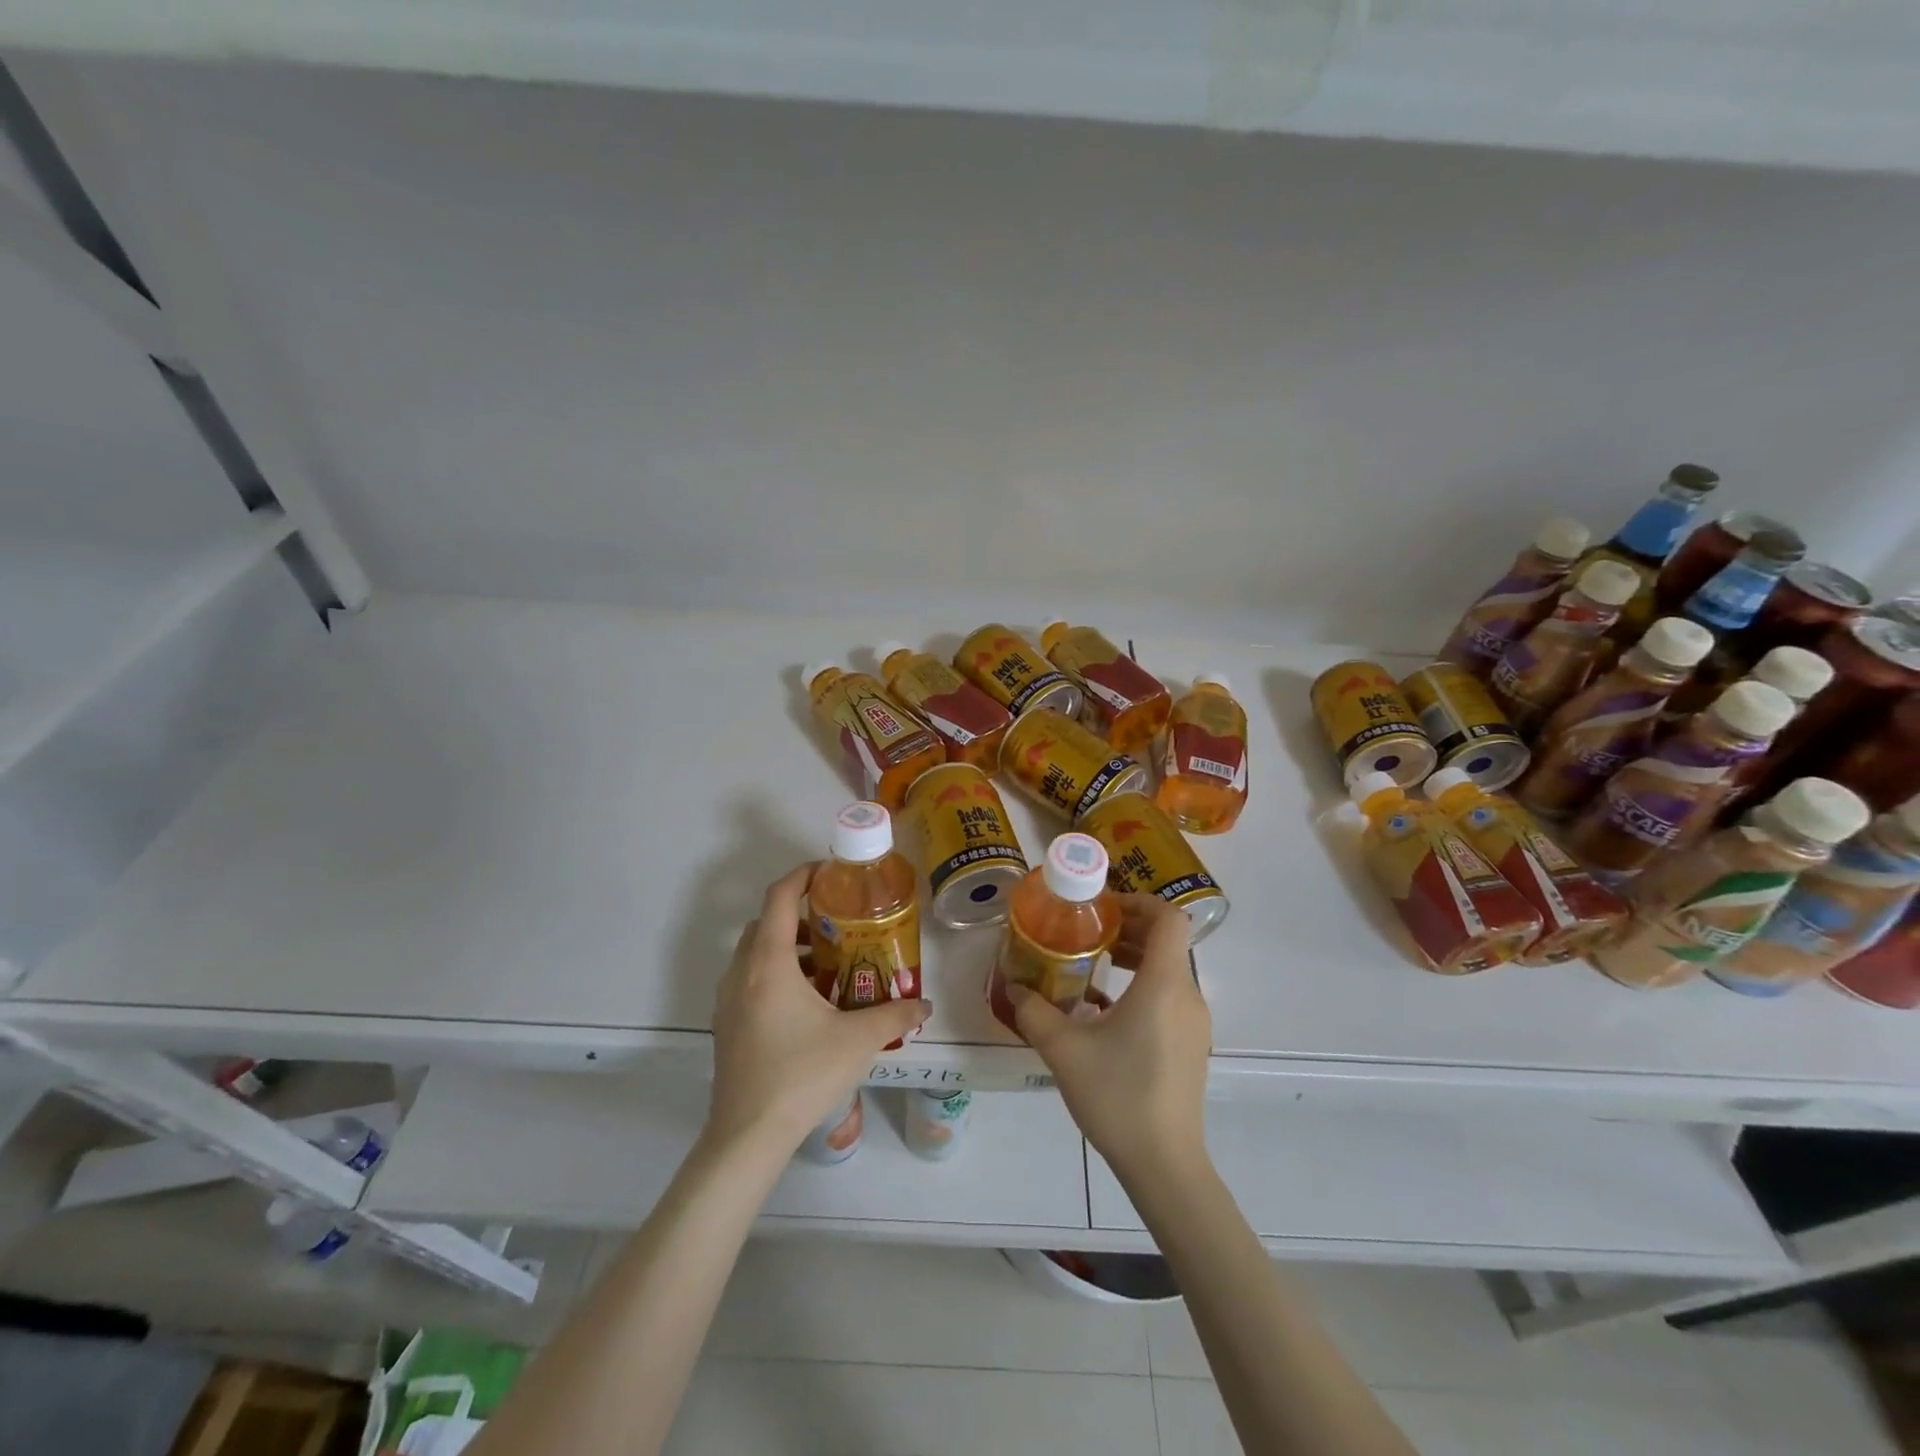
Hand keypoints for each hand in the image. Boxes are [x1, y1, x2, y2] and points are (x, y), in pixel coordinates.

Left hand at [706, 863, 929, 1158]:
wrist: (748, 1135)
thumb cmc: (802, 1074)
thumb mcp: (858, 1040)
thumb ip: (896, 1015)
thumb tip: (926, 1005)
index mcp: (769, 963)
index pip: (779, 898)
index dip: (802, 875)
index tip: (830, 871)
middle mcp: (742, 972)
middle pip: (764, 923)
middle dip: (798, 915)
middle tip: (836, 923)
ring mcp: (728, 1000)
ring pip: (754, 953)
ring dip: (786, 947)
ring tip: (827, 965)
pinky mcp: (726, 1025)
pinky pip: (748, 980)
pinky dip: (774, 973)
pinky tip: (806, 1003)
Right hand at [1010, 894, 1211, 1185]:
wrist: (1164, 1165)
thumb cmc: (1117, 1096)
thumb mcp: (1064, 1049)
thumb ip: (1034, 1011)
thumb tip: (1014, 987)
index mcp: (1164, 984)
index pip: (1169, 918)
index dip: (1138, 902)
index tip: (1102, 909)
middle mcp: (1187, 995)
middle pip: (1167, 941)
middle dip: (1128, 928)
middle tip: (1087, 933)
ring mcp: (1194, 1023)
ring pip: (1168, 969)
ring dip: (1134, 957)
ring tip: (1091, 965)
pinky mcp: (1191, 1045)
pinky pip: (1169, 996)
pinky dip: (1142, 985)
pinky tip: (1104, 1009)